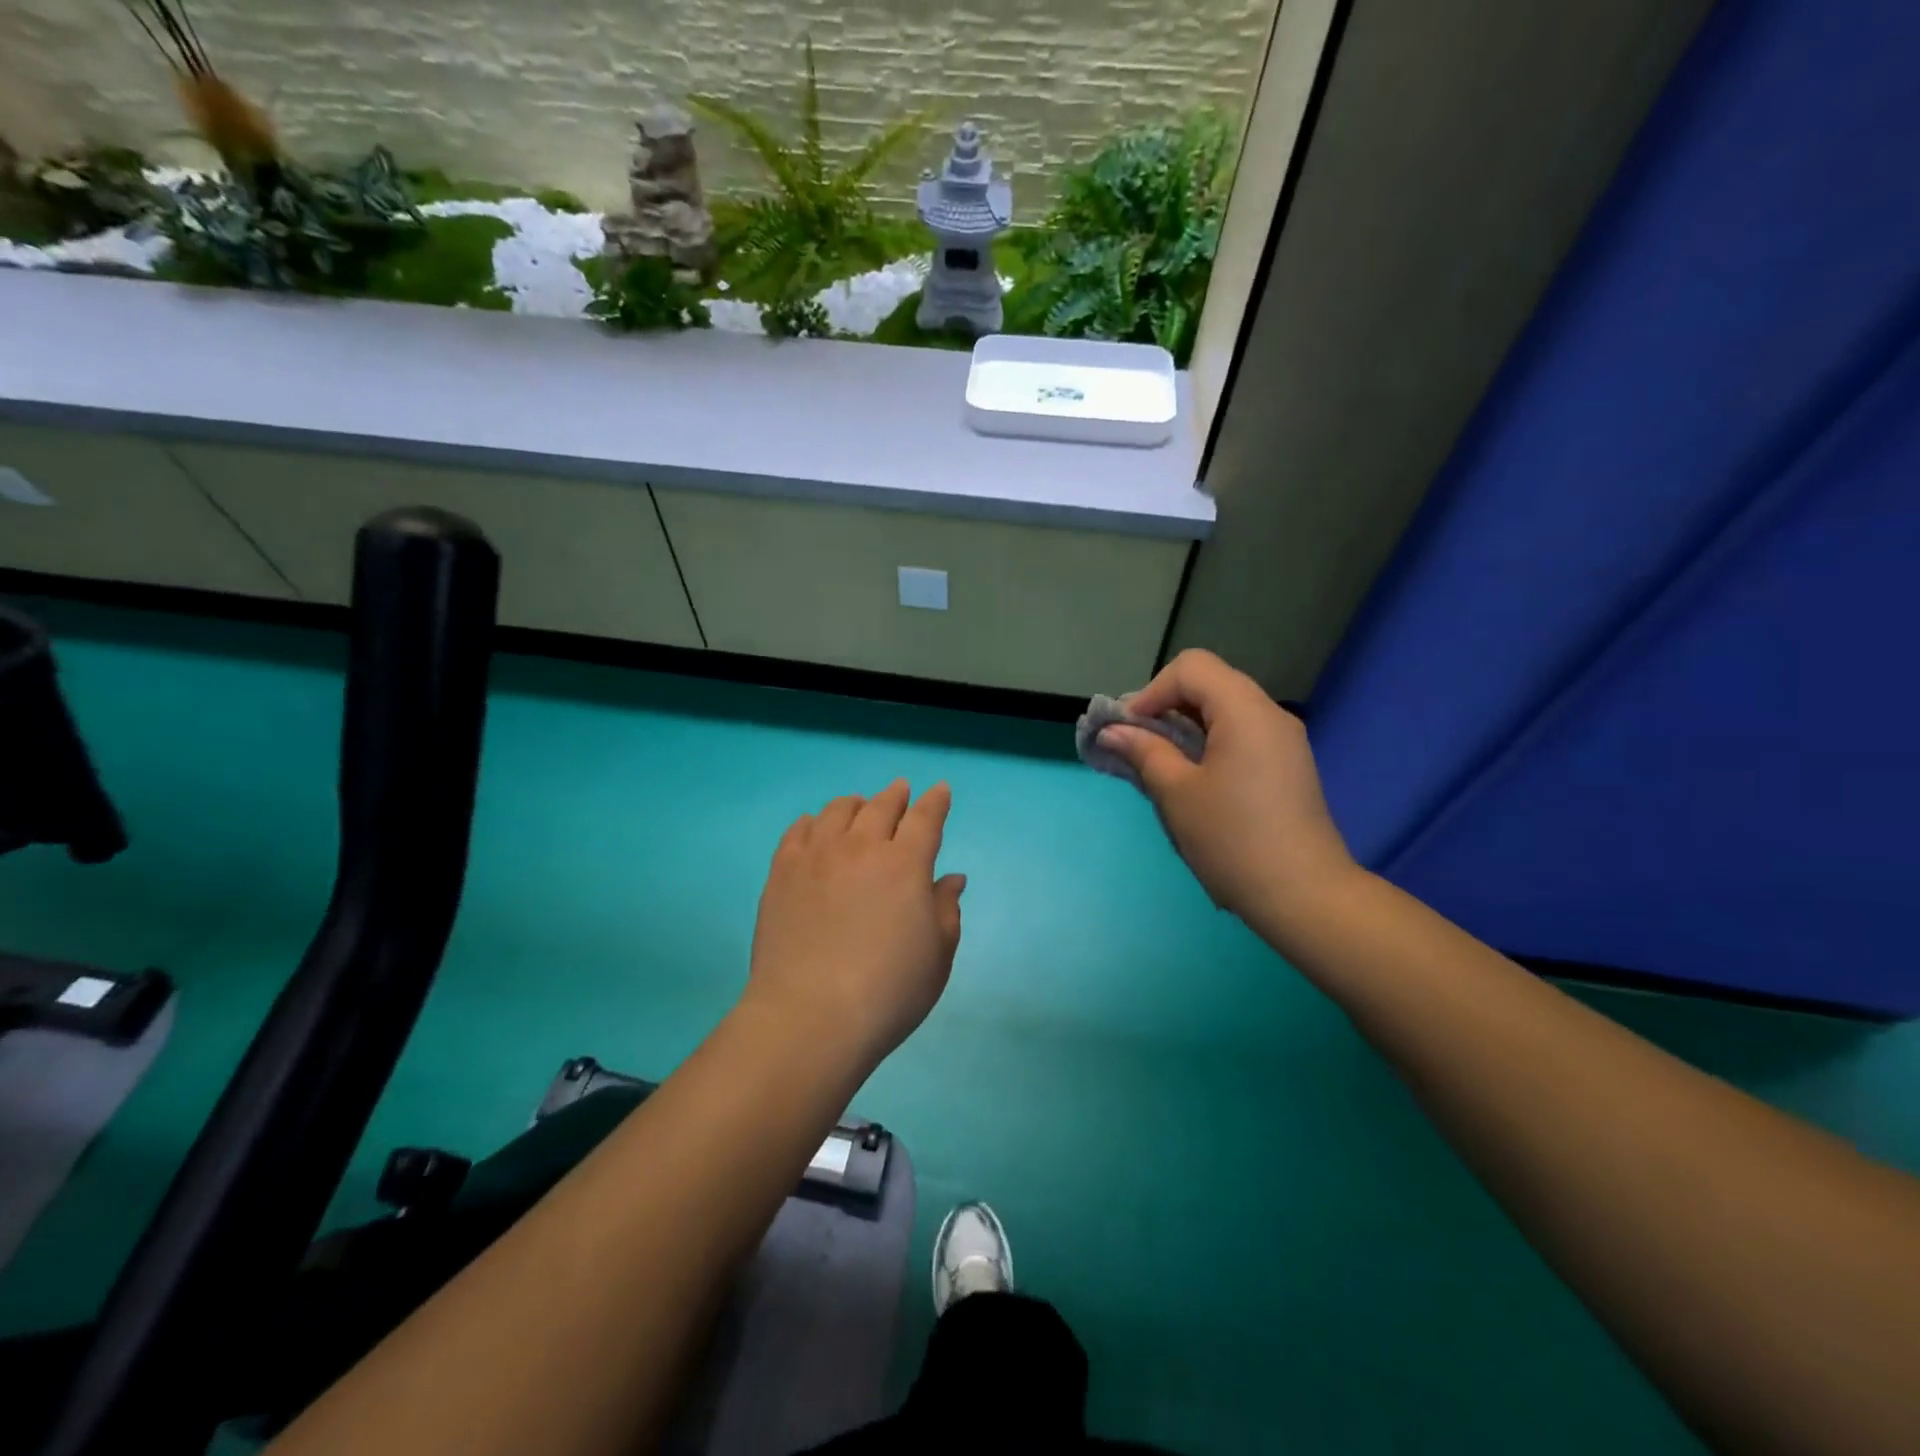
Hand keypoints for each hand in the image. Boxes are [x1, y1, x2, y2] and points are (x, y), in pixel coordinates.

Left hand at [742, 780, 965, 1072]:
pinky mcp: (782, 872)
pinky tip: (814, 826)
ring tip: (859, 807)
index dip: (935, 801)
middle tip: (901, 791)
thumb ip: (946, 909)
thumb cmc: (889, 991)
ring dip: (855, 804)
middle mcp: (861, 847)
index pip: (925, 818)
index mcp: (905, 864)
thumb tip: (951, 878)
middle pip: (881, 806)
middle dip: (896, 795)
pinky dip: (812, 821)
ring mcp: (817, 856)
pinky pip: (798, 831)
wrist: (811, 1016)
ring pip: (837, 811)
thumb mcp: (938, 955)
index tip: (940, 789)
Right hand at [1099, 649, 1356, 934]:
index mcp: (1245, 711)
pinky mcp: (1288, 765)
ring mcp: (1284, 740)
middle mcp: (1270, 714)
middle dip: (1167, 706)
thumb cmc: (1232, 840)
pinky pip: (1242, 733)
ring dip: (1186, 725)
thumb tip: (1113, 731)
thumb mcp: (1176, 794)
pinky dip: (1210, 741)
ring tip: (1161, 763)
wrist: (1304, 895)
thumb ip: (1144, 752)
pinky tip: (1194, 778)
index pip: (1191, 668)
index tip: (1130, 730)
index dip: (1152, 691)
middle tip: (1139, 744)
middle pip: (1210, 683)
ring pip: (1226, 709)